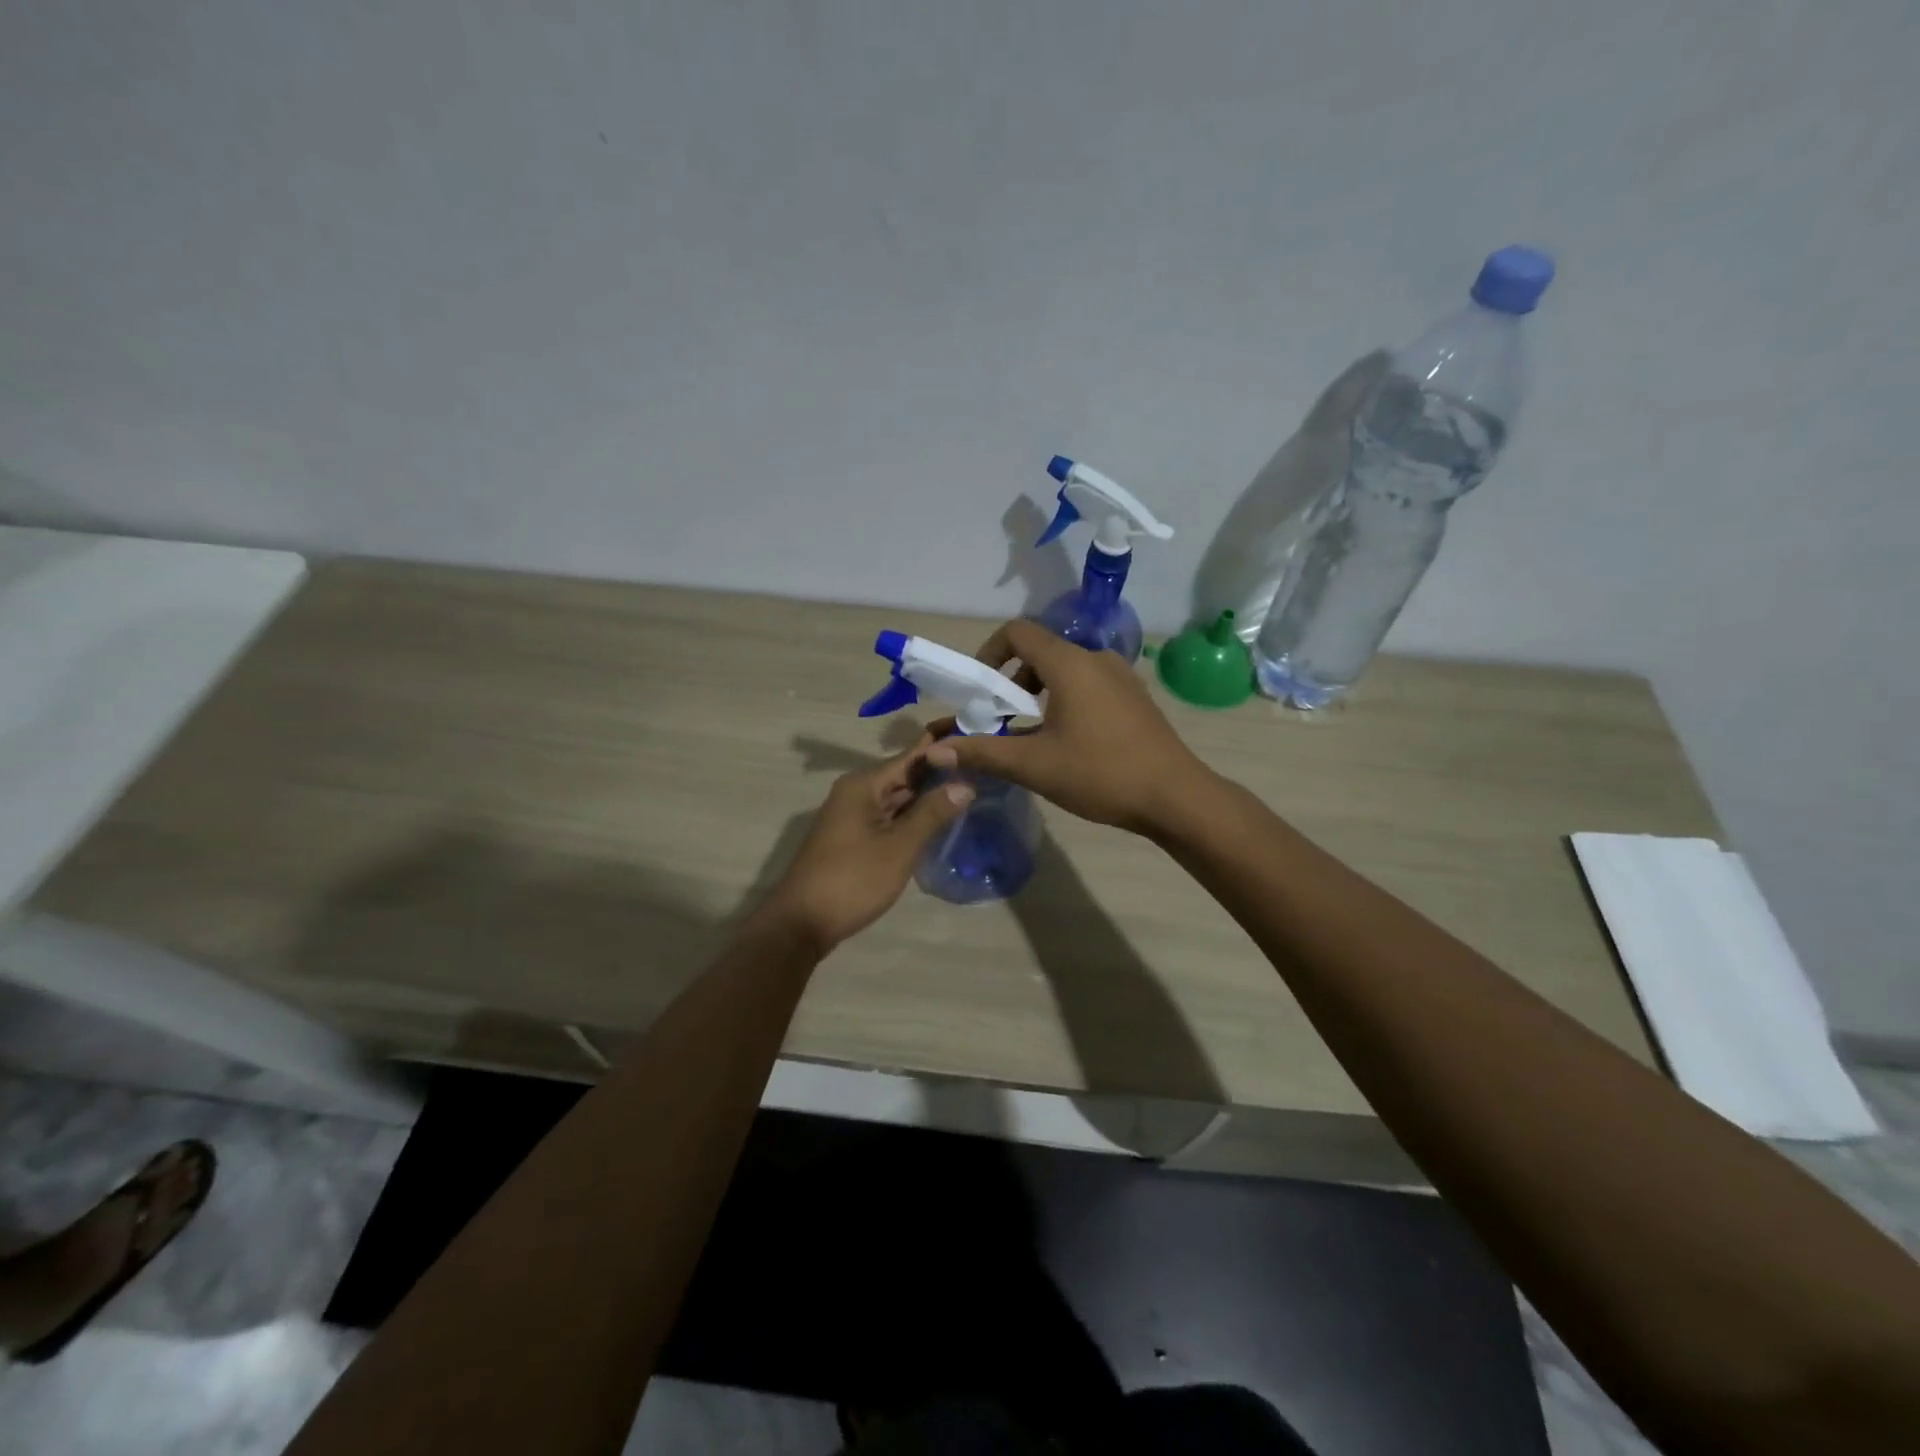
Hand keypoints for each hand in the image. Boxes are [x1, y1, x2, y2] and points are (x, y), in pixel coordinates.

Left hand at [761, 749, 974, 952]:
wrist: (802, 923)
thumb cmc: (853, 879)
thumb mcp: (899, 846)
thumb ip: (932, 813)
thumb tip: (965, 783)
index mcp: (863, 785)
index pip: (910, 757)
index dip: (940, 750)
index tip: (973, 742)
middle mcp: (855, 793)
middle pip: (903, 776)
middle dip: (937, 775)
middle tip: (979, 771)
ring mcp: (851, 816)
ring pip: (896, 799)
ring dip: (926, 798)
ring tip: (968, 792)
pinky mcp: (852, 839)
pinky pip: (887, 818)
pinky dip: (911, 818)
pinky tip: (936, 823)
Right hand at [924, 619, 1212, 834]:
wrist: (1176, 797)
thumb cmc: (1101, 774)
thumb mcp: (1034, 765)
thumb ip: (982, 752)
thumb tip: (935, 753)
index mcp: (1070, 664)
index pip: (1017, 632)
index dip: (989, 653)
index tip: (980, 690)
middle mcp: (1096, 658)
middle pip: (1040, 652)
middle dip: (1011, 681)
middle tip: (1000, 719)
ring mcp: (1121, 676)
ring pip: (1065, 670)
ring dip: (1038, 693)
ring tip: (1029, 734)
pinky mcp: (1134, 697)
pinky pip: (1088, 684)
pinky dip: (1065, 700)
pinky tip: (1066, 741)